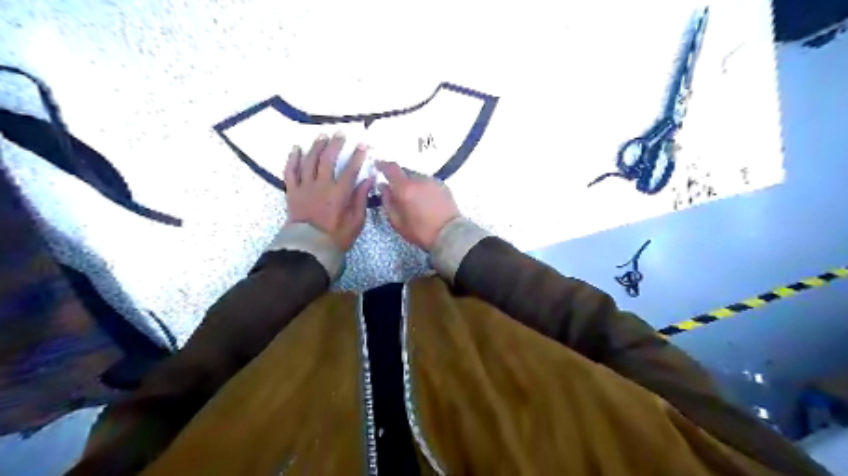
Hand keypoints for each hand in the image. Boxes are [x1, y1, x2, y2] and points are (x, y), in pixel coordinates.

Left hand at [285, 132, 372, 249]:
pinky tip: (296, 149)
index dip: (358, 155)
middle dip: (335, 144)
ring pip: (309, 161)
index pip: (350, 169)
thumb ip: (361, 198)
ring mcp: (305, 187)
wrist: (310, 248)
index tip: (363, 144)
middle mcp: (321, 186)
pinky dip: (293, 159)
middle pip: (328, 159)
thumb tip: (368, 179)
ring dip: (316, 146)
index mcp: (339, 194)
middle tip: (340, 133)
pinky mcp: (292, 192)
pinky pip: (290, 172)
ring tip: (322, 136)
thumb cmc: (337, 237)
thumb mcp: (356, 221)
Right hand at [376, 161, 457, 250]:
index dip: (382, 165)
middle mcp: (419, 180)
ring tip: (412, 197)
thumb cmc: (420, 231)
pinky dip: (423, 187)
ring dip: (412, 183)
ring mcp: (433, 181)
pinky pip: (428, 182)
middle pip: (405, 172)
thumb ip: (387, 202)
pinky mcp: (443, 186)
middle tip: (396, 189)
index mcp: (405, 188)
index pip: (391, 168)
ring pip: (417, 177)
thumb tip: (383, 187)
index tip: (377, 164)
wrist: (449, 234)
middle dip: (398, 178)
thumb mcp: (397, 222)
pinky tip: (424, 199)